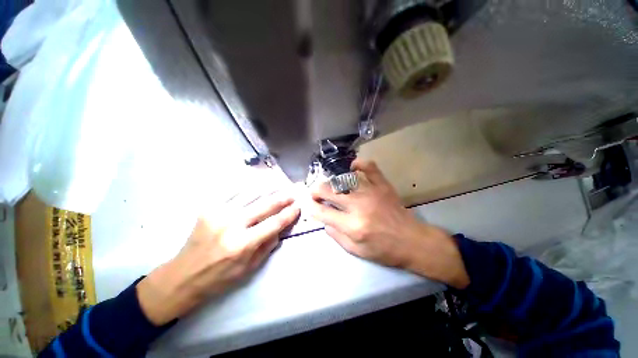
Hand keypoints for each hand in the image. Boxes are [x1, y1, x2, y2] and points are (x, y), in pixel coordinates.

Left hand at [137, 190, 299, 324]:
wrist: (183, 276)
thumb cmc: (219, 277)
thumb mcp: (249, 269)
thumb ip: (268, 246)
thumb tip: (280, 227)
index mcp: (242, 244)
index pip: (274, 223)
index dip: (288, 214)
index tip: (297, 207)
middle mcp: (231, 225)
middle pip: (264, 205)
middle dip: (282, 198)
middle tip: (292, 193)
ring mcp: (218, 213)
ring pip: (250, 193)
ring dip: (267, 187)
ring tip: (278, 184)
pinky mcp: (208, 208)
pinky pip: (232, 191)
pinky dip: (248, 185)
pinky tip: (257, 182)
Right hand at [310, 159, 468, 288]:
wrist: (412, 241)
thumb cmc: (384, 250)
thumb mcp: (356, 251)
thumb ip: (335, 235)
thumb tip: (324, 219)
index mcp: (352, 225)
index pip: (322, 212)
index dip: (311, 207)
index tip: (309, 205)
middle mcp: (359, 206)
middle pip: (329, 190)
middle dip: (316, 190)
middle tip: (316, 193)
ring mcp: (372, 192)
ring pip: (344, 178)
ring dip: (333, 180)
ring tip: (331, 185)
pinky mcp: (382, 185)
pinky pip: (369, 167)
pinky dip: (358, 164)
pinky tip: (352, 168)